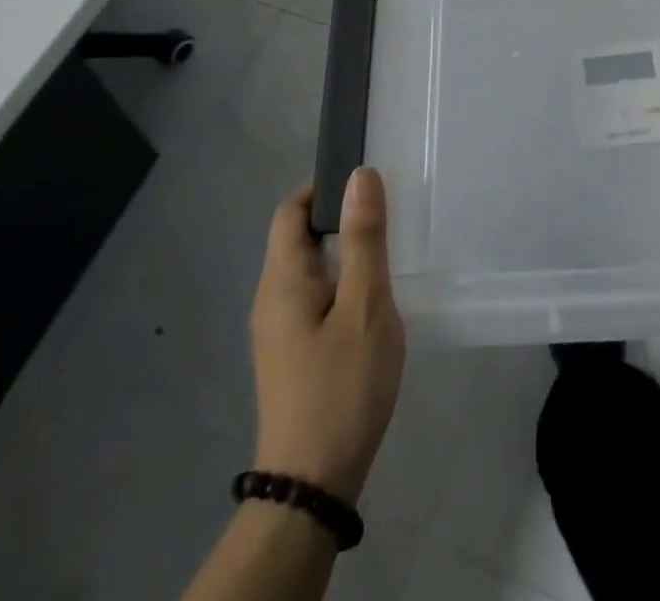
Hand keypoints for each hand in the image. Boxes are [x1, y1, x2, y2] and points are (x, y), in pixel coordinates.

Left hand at [249, 168, 405, 504]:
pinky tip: (373, 298)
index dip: (324, 187)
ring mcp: (278, 329)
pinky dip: (342, 281)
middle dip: (340, 217)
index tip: (368, 184)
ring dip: (345, 251)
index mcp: (282, 280)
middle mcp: (270, 297)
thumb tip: (360, 174)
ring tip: (388, 252)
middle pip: (298, 236)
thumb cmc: (342, 386)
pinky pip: (314, 295)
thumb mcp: (365, 306)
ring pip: (310, 268)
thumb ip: (364, 238)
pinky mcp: (291, 352)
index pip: (291, 210)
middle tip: (389, 215)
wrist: (312, 484)